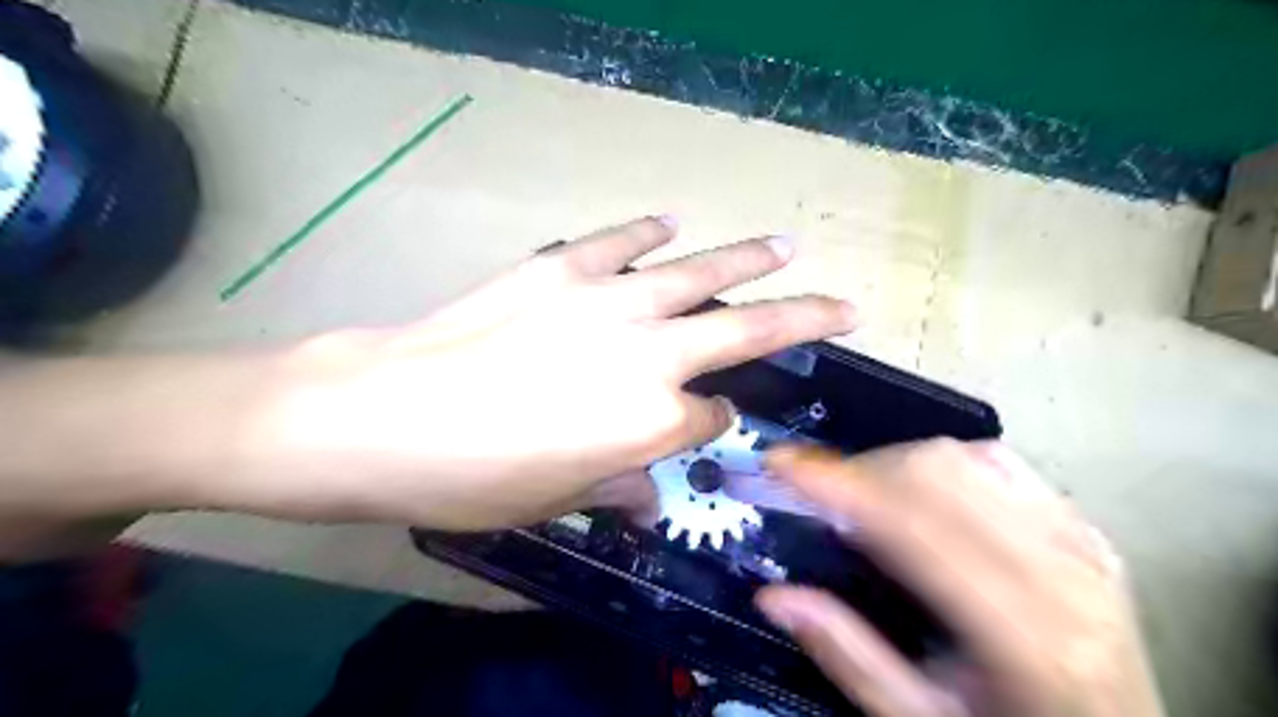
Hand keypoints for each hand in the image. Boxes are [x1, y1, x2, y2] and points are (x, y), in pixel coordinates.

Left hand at [239, 218, 857, 530]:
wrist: (385, 415)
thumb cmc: (473, 477)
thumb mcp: (556, 501)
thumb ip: (618, 483)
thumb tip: (650, 485)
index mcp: (652, 422)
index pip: (711, 418)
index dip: (715, 424)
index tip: (711, 423)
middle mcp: (649, 356)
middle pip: (746, 331)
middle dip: (803, 319)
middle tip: (845, 305)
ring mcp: (608, 302)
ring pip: (699, 273)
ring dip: (749, 258)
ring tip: (786, 247)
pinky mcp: (562, 269)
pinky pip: (620, 243)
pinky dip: (649, 231)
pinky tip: (671, 222)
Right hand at [751, 443, 1165, 715]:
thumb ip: (849, 656)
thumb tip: (775, 597)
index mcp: (1024, 634)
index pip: (911, 524)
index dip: (838, 482)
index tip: (781, 462)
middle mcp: (1061, 572)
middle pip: (936, 473)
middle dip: (859, 469)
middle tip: (817, 492)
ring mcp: (1080, 542)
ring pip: (965, 457)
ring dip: (895, 463)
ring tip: (863, 495)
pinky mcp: (1083, 528)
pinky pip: (1000, 463)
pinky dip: (943, 463)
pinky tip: (920, 491)